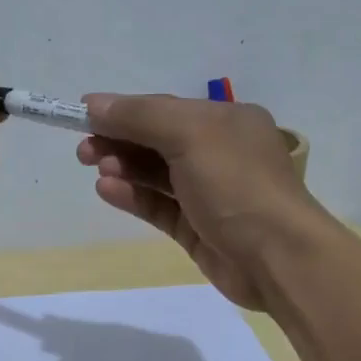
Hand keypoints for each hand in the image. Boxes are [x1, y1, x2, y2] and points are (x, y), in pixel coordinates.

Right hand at [77, 94, 332, 309]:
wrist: (277, 257)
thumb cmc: (237, 184)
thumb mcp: (190, 135)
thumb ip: (141, 116)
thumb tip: (94, 104)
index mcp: (226, 121)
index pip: (164, 108)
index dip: (123, 111)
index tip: (83, 116)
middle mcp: (218, 153)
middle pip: (157, 140)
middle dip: (119, 141)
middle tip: (84, 151)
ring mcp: (208, 193)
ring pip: (156, 175)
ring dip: (124, 168)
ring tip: (98, 170)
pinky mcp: (197, 229)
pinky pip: (158, 206)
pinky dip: (133, 197)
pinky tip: (107, 191)